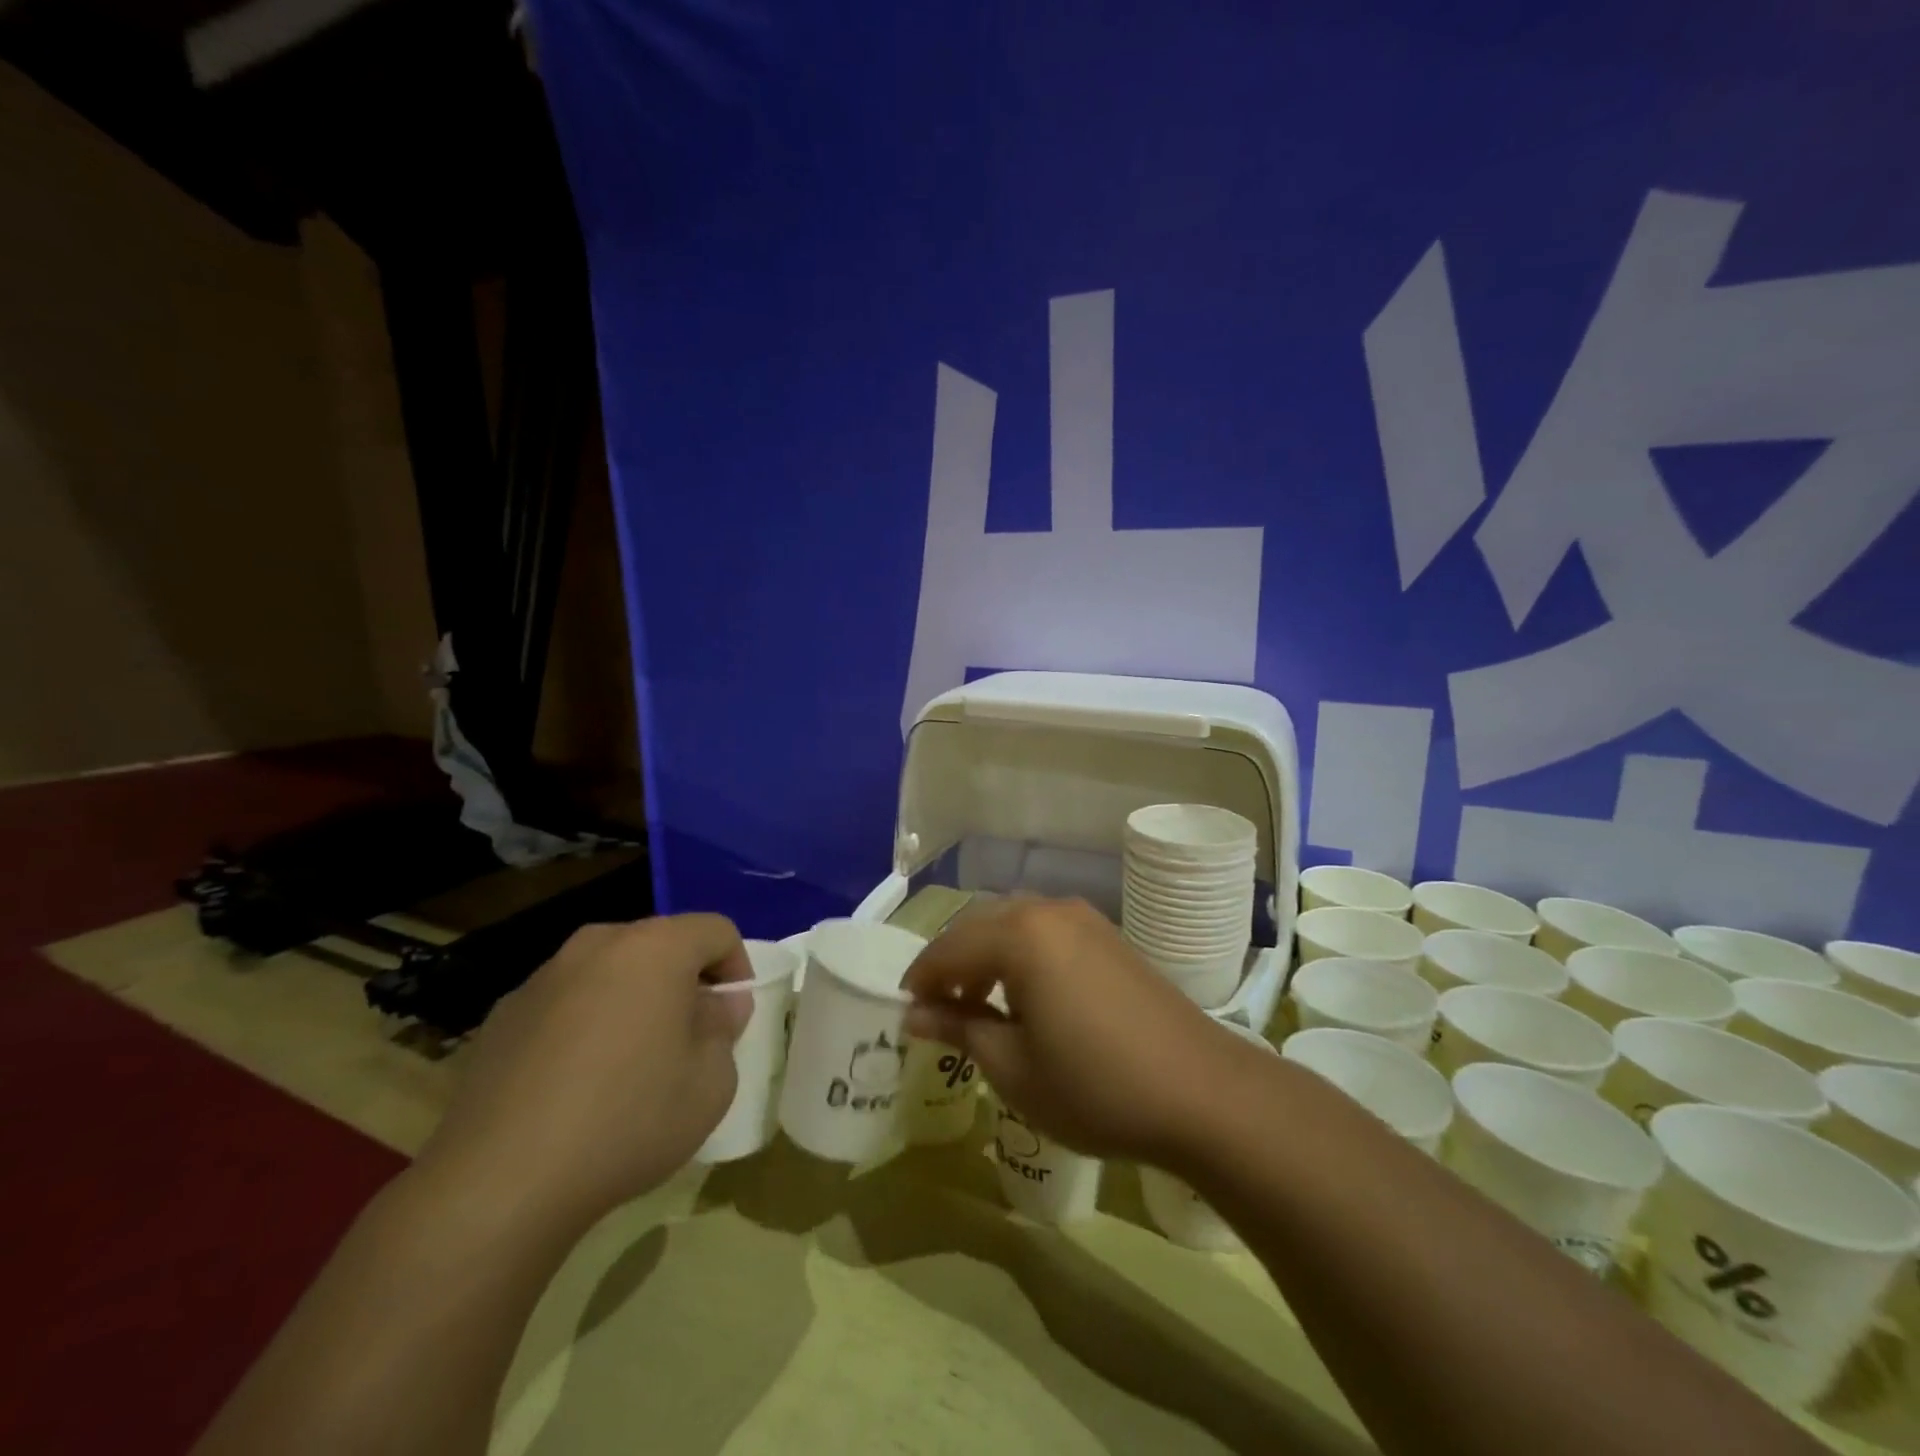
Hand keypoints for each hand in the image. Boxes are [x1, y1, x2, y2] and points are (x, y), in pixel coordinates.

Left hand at [412, 914, 751, 1234]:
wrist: (499, 1184)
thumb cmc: (628, 1120)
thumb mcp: (711, 1082)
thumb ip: (724, 1029)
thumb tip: (717, 1005)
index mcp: (655, 948)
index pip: (716, 930)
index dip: (736, 967)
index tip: (731, 1016)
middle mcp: (597, 945)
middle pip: (660, 944)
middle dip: (683, 981)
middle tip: (688, 1037)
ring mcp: (543, 977)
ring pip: (609, 971)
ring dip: (632, 1000)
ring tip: (630, 1062)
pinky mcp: (502, 1015)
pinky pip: (565, 1002)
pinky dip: (584, 1024)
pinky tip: (575, 1084)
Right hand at [902, 897, 1253, 1165]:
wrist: (1200, 1090)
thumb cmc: (1094, 1085)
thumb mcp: (1013, 1067)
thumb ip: (960, 1029)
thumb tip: (915, 1014)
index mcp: (1018, 934)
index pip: (948, 947)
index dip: (920, 979)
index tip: (904, 1011)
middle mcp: (1048, 910)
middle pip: (979, 926)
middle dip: (951, 963)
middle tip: (937, 1010)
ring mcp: (1084, 919)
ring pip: (1013, 924)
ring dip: (987, 957)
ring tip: (979, 1006)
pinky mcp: (1108, 935)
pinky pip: (1046, 932)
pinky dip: (1021, 955)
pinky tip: (1027, 996)